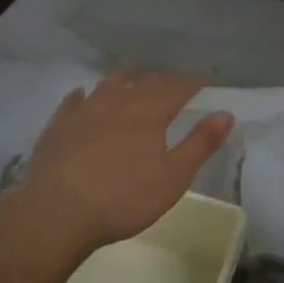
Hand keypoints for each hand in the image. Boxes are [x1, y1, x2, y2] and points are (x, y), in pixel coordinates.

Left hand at [10, 71, 232, 257]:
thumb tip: (226, 113)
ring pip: (108, 85)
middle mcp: (118, 104)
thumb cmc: (123, 199)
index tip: (204, 78)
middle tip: (171, 79)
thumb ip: (200, 144)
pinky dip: (81, 95)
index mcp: (149, 114)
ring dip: (123, 76)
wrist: (57, 212)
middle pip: (144, 83)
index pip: (176, 89)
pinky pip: (72, 103)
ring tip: (132, 70)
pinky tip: (81, 94)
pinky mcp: (59, 127)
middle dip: (162, 79)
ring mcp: (85, 113)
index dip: (191, 82)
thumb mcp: (173, 177)